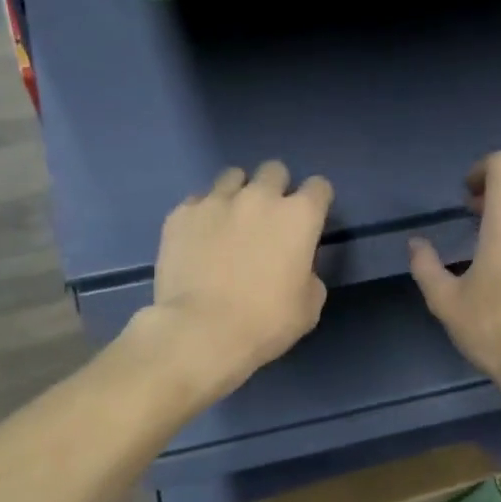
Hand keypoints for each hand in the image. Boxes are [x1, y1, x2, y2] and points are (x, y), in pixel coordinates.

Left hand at [146, 160, 333, 398]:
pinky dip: (203, 214)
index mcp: (299, 216)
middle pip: (274, 170)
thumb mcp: (308, 306)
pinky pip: (198, 201)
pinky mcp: (181, 214)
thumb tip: (298, 268)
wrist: (201, 331)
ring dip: (238, 193)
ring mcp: (216, 201)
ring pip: (232, 177)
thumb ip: (309, 274)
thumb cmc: (265, 322)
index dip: (316, 202)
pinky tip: (199, 238)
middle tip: (269, 218)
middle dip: (276, 188)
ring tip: (230, 220)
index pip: (319, 187)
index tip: (310, 220)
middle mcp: (259, 197)